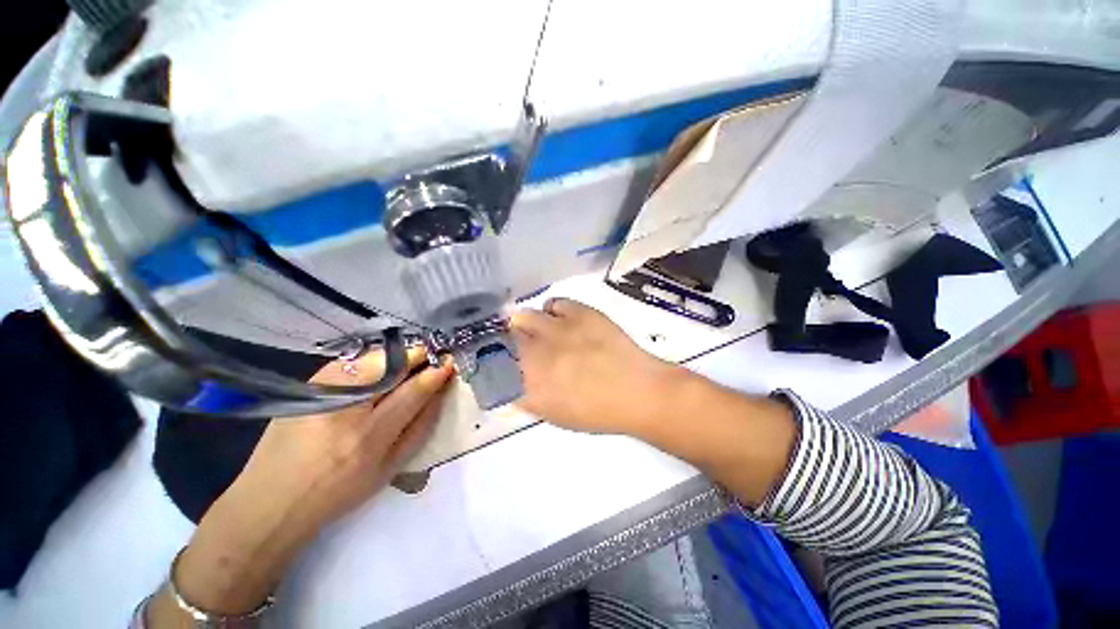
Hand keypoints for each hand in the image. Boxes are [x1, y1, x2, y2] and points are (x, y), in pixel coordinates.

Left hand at [150, 348, 452, 623]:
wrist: (271, 500)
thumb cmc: (338, 492)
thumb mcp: (389, 469)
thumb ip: (420, 428)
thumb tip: (439, 393)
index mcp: (369, 436)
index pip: (413, 391)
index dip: (435, 372)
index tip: (449, 362)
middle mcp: (345, 409)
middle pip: (392, 365)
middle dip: (418, 355)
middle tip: (432, 356)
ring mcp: (322, 392)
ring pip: (372, 358)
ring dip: (397, 355)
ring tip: (409, 362)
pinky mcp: (307, 385)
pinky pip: (351, 361)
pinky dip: (373, 360)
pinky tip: (379, 368)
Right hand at [510, 297, 685, 434]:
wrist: (637, 391)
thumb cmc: (598, 412)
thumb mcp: (554, 414)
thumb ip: (526, 396)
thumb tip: (509, 382)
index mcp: (529, 385)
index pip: (493, 366)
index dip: (489, 360)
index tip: (493, 359)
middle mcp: (536, 354)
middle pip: (503, 337)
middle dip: (505, 340)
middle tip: (519, 345)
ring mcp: (558, 330)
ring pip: (522, 316)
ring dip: (526, 324)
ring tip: (542, 331)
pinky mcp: (580, 313)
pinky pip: (553, 303)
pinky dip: (553, 311)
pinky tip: (562, 320)